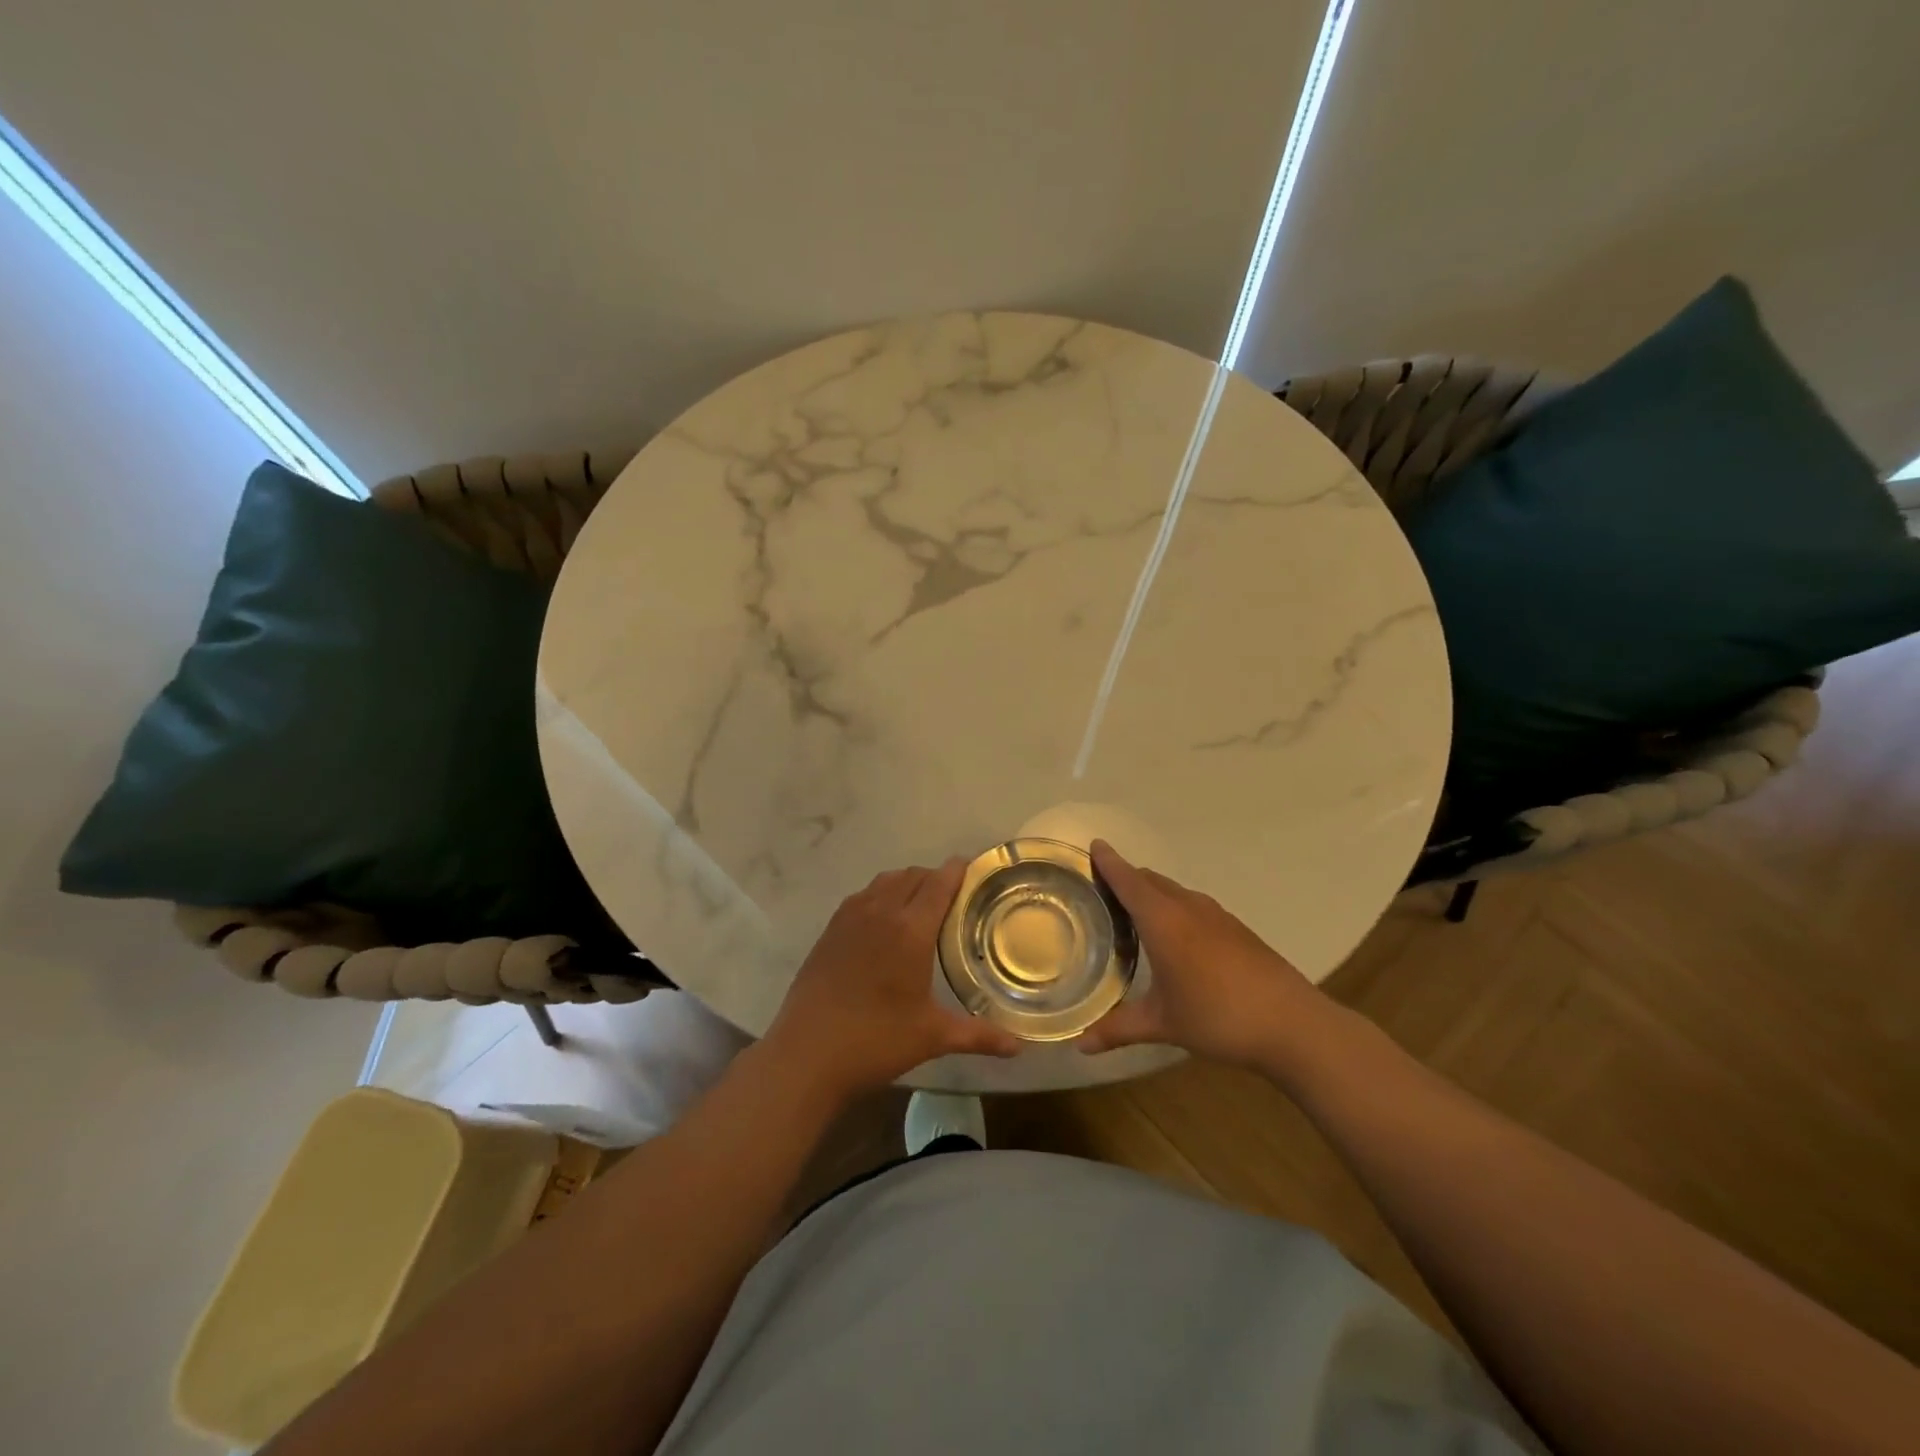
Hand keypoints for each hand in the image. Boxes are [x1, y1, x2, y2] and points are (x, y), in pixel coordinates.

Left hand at [761, 860, 1022, 1102]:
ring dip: (907, 883)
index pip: (939, 883)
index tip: (974, 868)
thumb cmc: (876, 1041)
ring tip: (921, 905)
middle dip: (935, 877)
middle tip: (954, 897)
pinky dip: (881, 895)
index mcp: (910, 929)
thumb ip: (978, 1036)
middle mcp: (880, 912)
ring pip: (885, 881)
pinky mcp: (830, 929)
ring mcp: (850, 917)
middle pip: (913, 875)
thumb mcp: (932, 1036)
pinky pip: (862, 896)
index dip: (958, 870)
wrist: (806, 1054)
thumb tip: (1018, 1047)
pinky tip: (884, 921)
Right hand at [1077, 840, 1325, 1068]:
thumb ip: (1118, 1029)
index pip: (1128, 881)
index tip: (1094, 845)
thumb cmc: (1218, 1017)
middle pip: (1151, 880)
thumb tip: (1079, 1045)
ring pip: (1174, 892)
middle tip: (1101, 888)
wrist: (1293, 1025)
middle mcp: (1188, 908)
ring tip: (1132, 911)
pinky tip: (1175, 936)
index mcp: (1163, 921)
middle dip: (1126, 877)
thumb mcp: (1163, 1024)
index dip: (1109, 863)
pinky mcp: (1236, 929)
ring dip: (1152, 893)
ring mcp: (1217, 916)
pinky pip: (1194, 905)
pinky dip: (1174, 907)